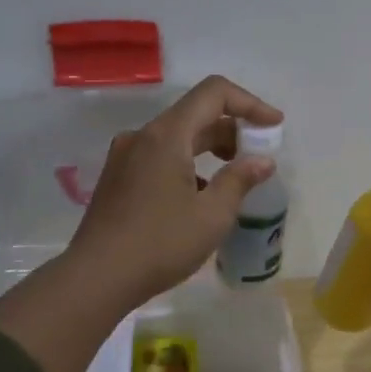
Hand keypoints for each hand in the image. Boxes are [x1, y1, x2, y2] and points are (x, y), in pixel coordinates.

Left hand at [64, 75, 283, 312]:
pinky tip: (201, 195)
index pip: (214, 93)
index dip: (250, 103)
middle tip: (259, 155)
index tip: (274, 125)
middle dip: (233, 128)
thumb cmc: (160, 244)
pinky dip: (189, 163)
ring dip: (211, 147)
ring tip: (236, 176)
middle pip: (196, 114)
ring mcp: (126, 156)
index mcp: (167, 135)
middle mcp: (143, 136)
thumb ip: (240, 180)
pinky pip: (161, 155)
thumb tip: (263, 161)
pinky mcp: (118, 177)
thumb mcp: (212, 215)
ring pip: (178, 136)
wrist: (96, 278)